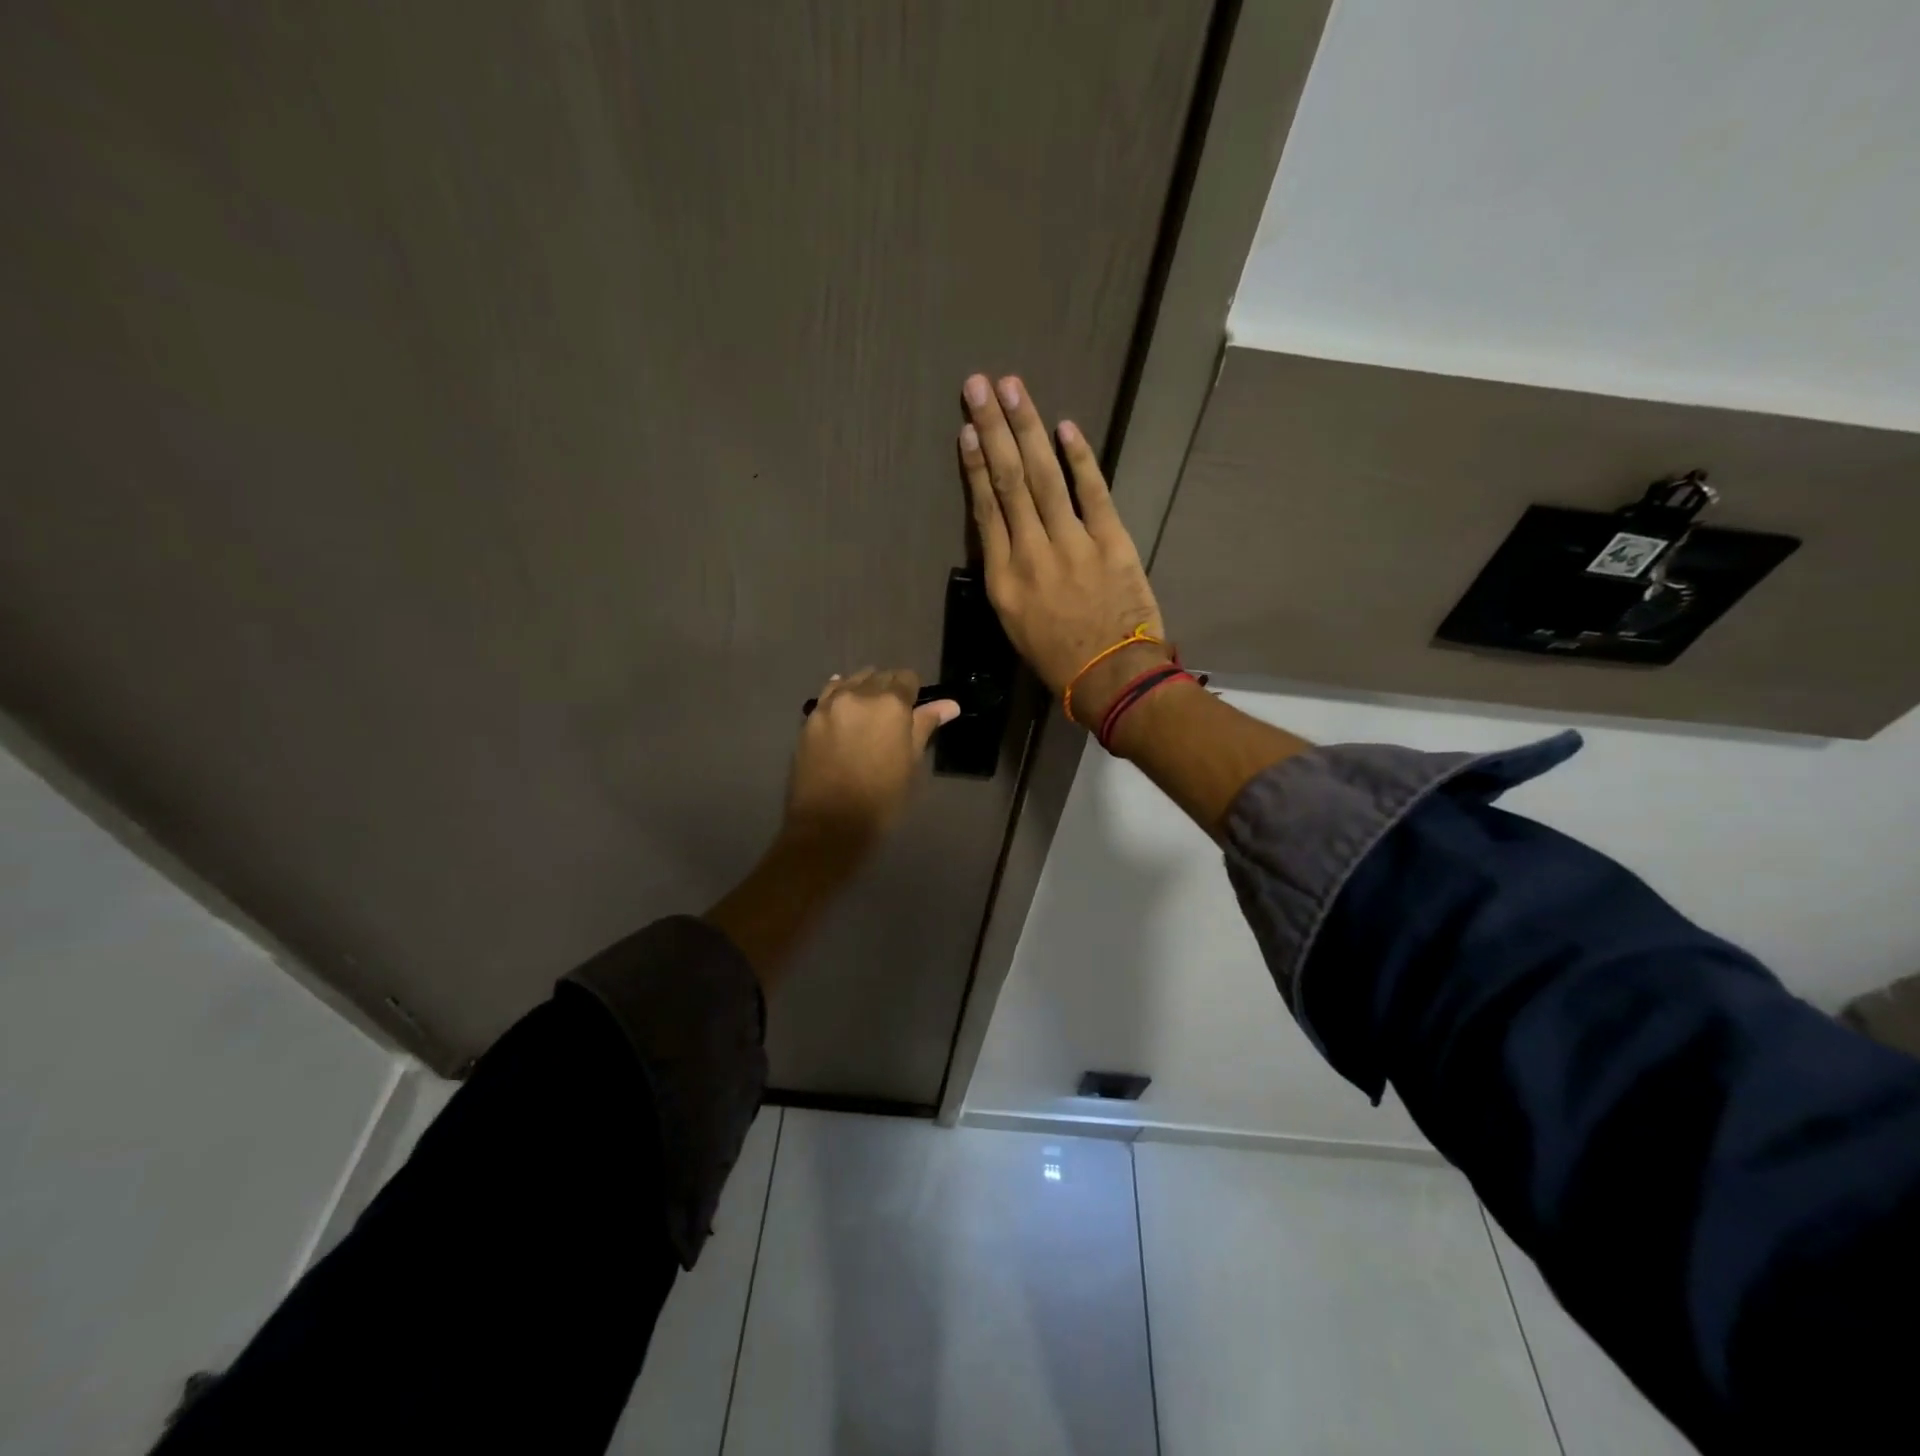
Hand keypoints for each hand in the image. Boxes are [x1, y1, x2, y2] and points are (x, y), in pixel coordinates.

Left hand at [782, 668, 959, 852]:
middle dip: (888, 689)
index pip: (907, 679)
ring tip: (867, 712)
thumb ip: (925, 726)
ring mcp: (830, 704)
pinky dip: (839, 694)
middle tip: (891, 716)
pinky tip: (843, 706)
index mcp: (891, 704)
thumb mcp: (911, 763)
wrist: (829, 824)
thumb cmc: (882, 799)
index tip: (913, 709)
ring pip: (852, 681)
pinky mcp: (810, 718)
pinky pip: (828, 694)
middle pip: (879, 677)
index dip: (913, 692)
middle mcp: (860, 694)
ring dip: (863, 689)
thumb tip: (950, 705)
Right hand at [958, 373, 1169, 728]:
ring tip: (1013, 388)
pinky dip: (1079, 457)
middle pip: (1008, 482)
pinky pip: (1092, 491)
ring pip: (1043, 477)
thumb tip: (1009, 534)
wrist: (1112, 678)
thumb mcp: (1016, 625)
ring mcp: (1071, 544)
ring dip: (1027, 428)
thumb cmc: (1059, 660)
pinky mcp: (1110, 541)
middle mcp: (1030, 554)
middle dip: (993, 428)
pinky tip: (1064, 427)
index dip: (975, 465)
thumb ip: (1010, 576)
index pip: (985, 510)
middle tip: (980, 385)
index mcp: (1003, 580)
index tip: (968, 429)